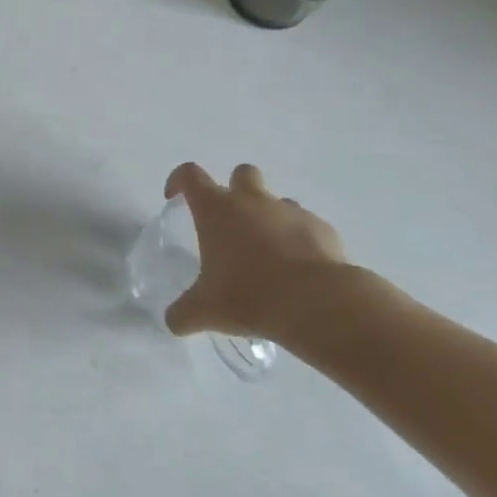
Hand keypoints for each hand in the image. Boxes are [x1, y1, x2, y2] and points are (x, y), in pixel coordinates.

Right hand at [162, 162, 347, 339]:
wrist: (318, 303)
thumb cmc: (249, 296)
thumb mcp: (206, 310)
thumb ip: (184, 312)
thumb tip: (173, 322)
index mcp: (216, 209)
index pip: (190, 175)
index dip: (179, 181)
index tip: (175, 198)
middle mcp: (252, 201)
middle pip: (241, 173)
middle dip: (235, 190)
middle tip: (232, 223)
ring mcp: (290, 212)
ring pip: (277, 201)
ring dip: (270, 218)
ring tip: (269, 254)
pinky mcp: (323, 229)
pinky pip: (307, 226)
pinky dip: (301, 240)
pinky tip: (300, 271)